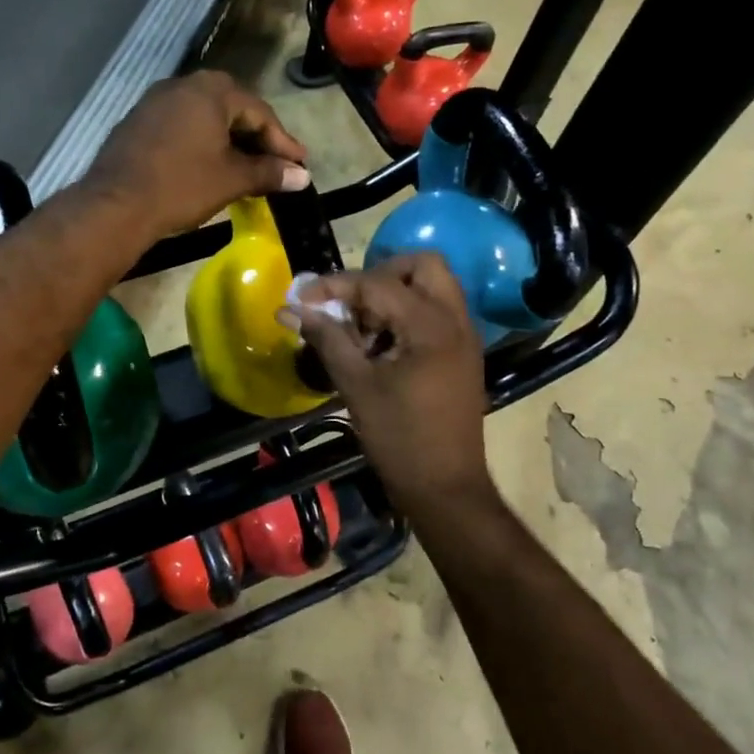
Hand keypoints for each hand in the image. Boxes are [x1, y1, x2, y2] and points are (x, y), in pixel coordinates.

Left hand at [83, 72, 309, 240]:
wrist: (116, 205)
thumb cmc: (182, 186)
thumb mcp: (231, 179)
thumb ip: (269, 173)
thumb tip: (302, 176)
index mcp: (211, 91)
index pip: (259, 112)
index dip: (282, 142)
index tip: (299, 165)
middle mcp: (182, 85)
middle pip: (232, 108)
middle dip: (256, 137)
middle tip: (275, 162)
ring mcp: (155, 101)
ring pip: (205, 117)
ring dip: (228, 140)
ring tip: (245, 166)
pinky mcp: (138, 122)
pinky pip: (181, 126)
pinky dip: (201, 142)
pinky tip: (208, 165)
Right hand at [286, 254, 496, 519]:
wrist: (446, 488)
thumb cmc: (399, 438)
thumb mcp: (356, 385)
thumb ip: (326, 338)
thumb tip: (289, 309)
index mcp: (430, 325)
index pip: (377, 283)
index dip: (334, 285)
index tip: (300, 295)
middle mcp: (455, 320)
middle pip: (421, 266)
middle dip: (378, 274)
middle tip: (347, 302)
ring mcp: (464, 337)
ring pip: (432, 287)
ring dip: (393, 293)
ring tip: (360, 327)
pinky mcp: (462, 354)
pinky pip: (436, 312)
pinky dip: (407, 313)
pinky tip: (379, 345)